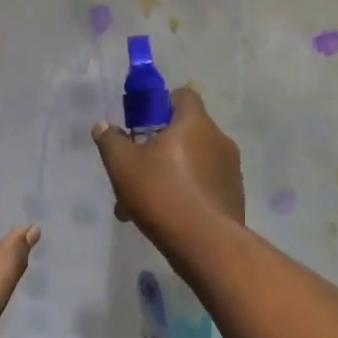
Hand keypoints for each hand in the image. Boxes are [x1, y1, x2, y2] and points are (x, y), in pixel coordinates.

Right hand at [92, 86, 244, 249]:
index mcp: (195, 122)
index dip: (161, 103)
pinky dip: (186, 193)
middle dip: (159, 147)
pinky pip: (204, 185)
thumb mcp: (123, 165)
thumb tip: (103, 126)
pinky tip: (165, 218)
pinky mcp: (234, 196)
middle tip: (136, 169)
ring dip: (170, 174)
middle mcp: (219, 139)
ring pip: (193, 163)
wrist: (205, 243)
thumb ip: (111, 141)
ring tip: (142, 203)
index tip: (143, 123)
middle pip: (186, 132)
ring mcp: (230, 169)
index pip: (183, 95)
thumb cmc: (161, 192)